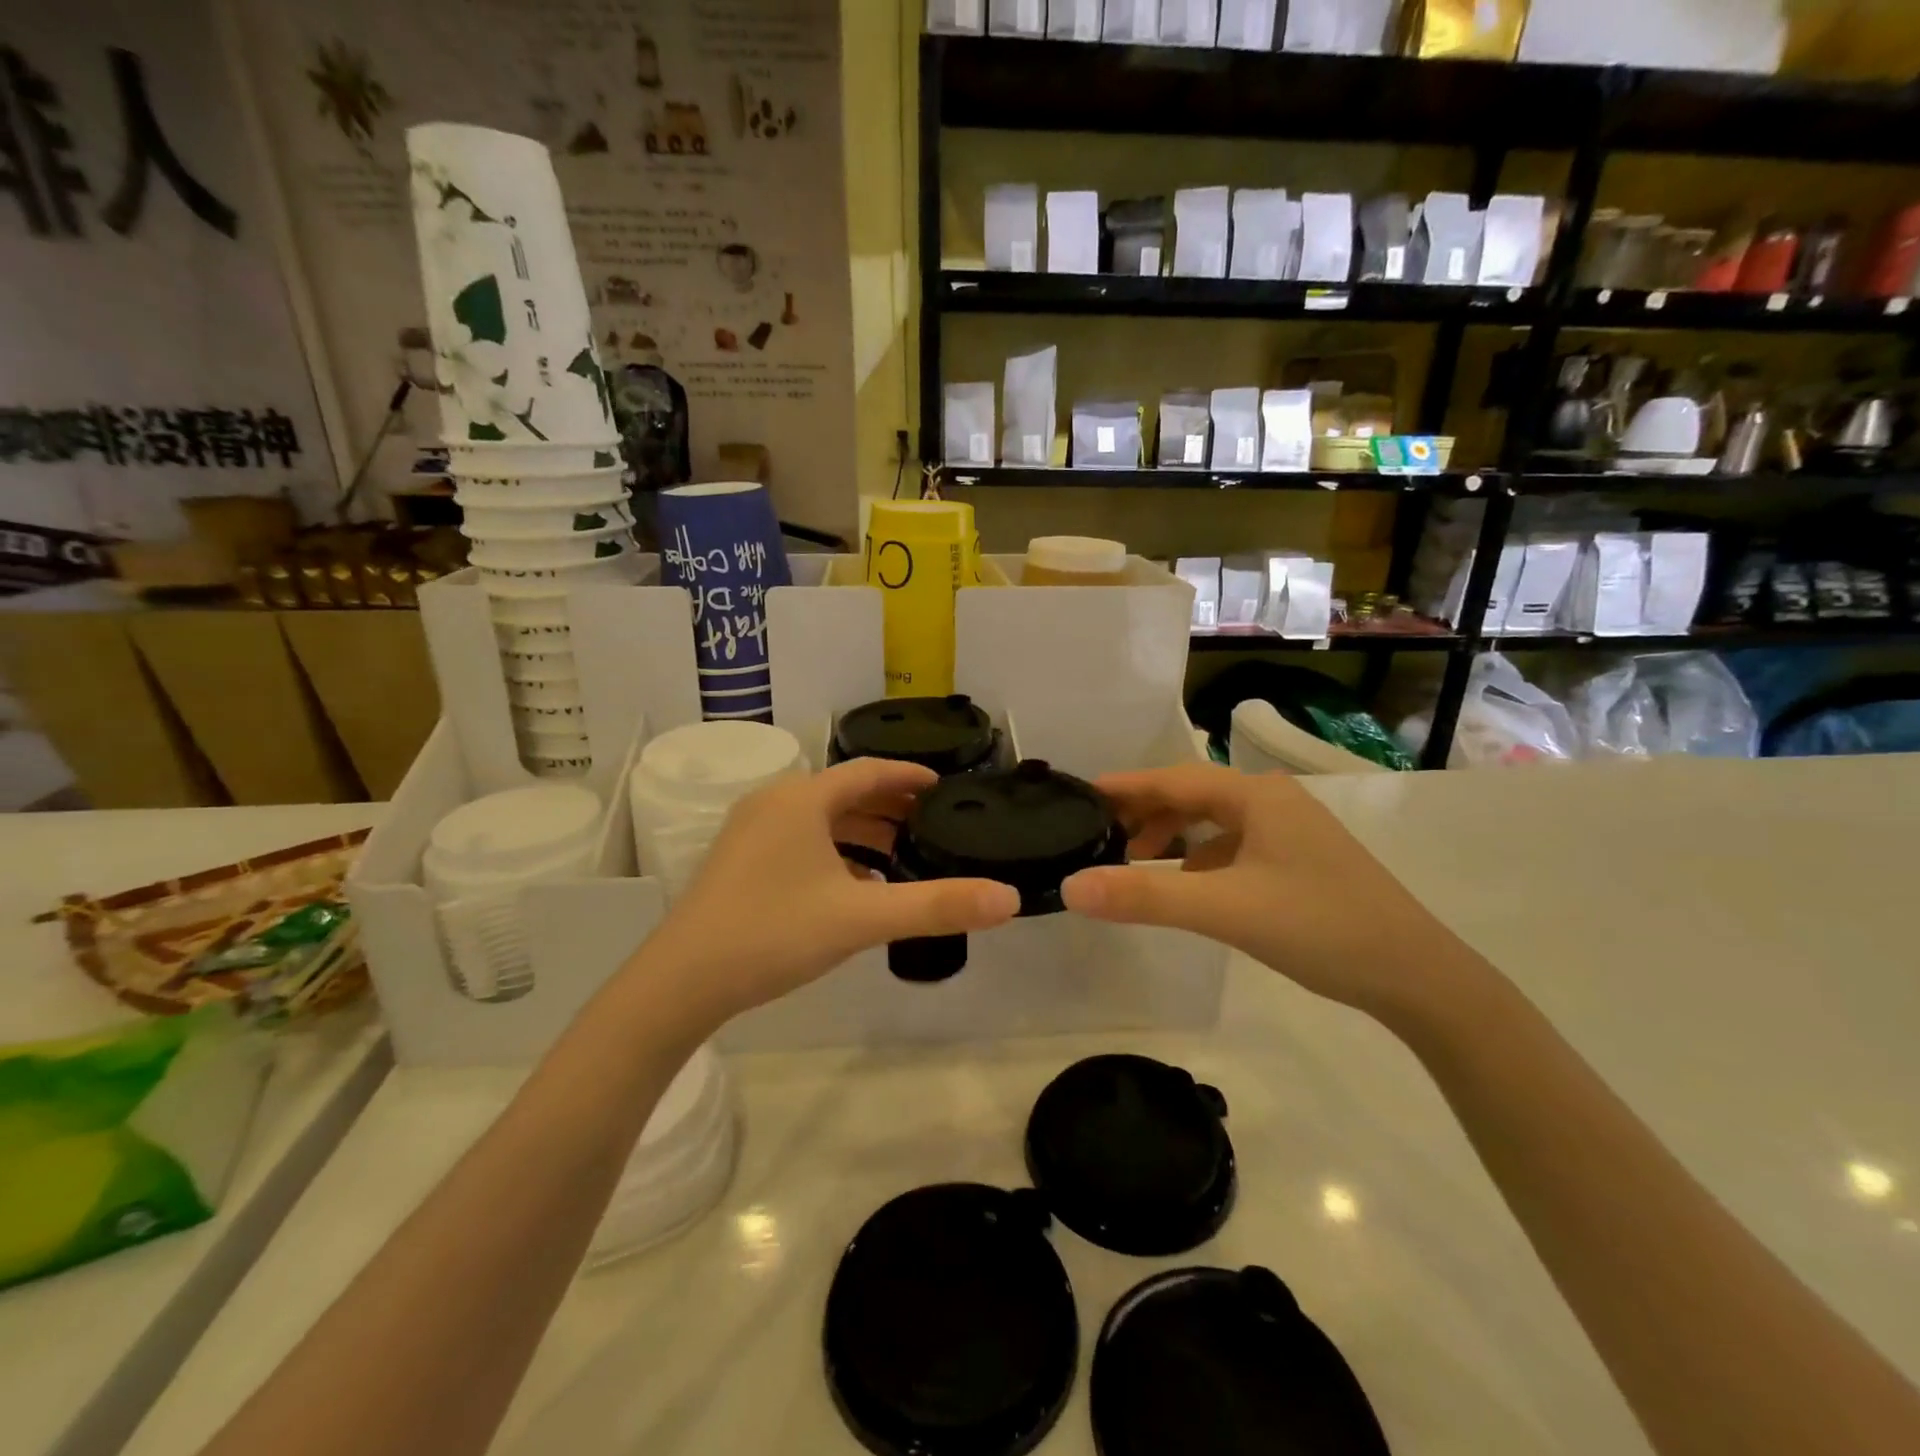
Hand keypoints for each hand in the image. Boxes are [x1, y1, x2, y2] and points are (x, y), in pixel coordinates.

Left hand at [632, 758, 1020, 1027]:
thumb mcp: (862, 917)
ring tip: (901, 854)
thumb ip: (937, 906)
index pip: (869, 771)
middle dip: (890, 807)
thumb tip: (1008, 899)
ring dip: (862, 832)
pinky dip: (834, 852)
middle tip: (932, 824)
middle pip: (845, 793)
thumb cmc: (774, 932)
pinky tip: (854, 886)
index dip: (909, 775)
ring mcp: (751, 831)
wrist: (681, 981)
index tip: (944, 785)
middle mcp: (775, 802)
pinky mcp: (739, 861)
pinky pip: (800, 841)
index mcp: (803, 799)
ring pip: (821, 819)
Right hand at [1061, 764, 1470, 1020]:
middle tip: (1100, 833)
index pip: (1173, 779)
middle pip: (1193, 795)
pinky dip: (1201, 858)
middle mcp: (1274, 802)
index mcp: (1257, 796)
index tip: (1080, 793)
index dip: (1125, 786)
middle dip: (1145, 812)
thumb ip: (1145, 898)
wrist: (1418, 977)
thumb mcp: (1225, 910)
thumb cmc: (1320, 927)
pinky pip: (1235, 846)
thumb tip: (1071, 886)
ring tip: (1136, 861)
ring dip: (1173, 835)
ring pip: (1215, 821)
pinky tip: (1189, 885)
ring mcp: (1291, 832)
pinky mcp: (1300, 861)